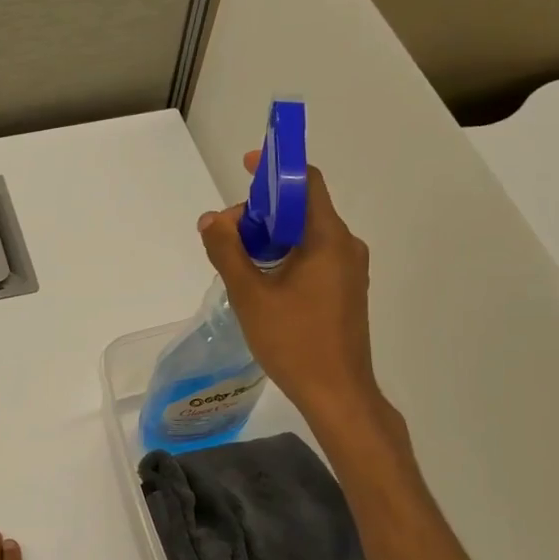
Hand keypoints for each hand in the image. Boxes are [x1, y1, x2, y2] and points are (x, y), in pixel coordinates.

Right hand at [199, 151, 385, 425]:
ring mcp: (349, 271)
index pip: (307, 183)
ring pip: (306, 237)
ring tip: (237, 260)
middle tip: (227, 234)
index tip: (246, 166)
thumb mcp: (250, 296)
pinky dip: (284, 257)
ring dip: (271, 238)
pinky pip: (313, 258)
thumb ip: (227, 252)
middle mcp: (346, 247)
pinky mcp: (344, 292)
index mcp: (328, 239)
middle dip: (262, 211)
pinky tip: (260, 282)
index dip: (277, 168)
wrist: (337, 393)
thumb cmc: (294, 342)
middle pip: (303, 210)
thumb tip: (210, 218)